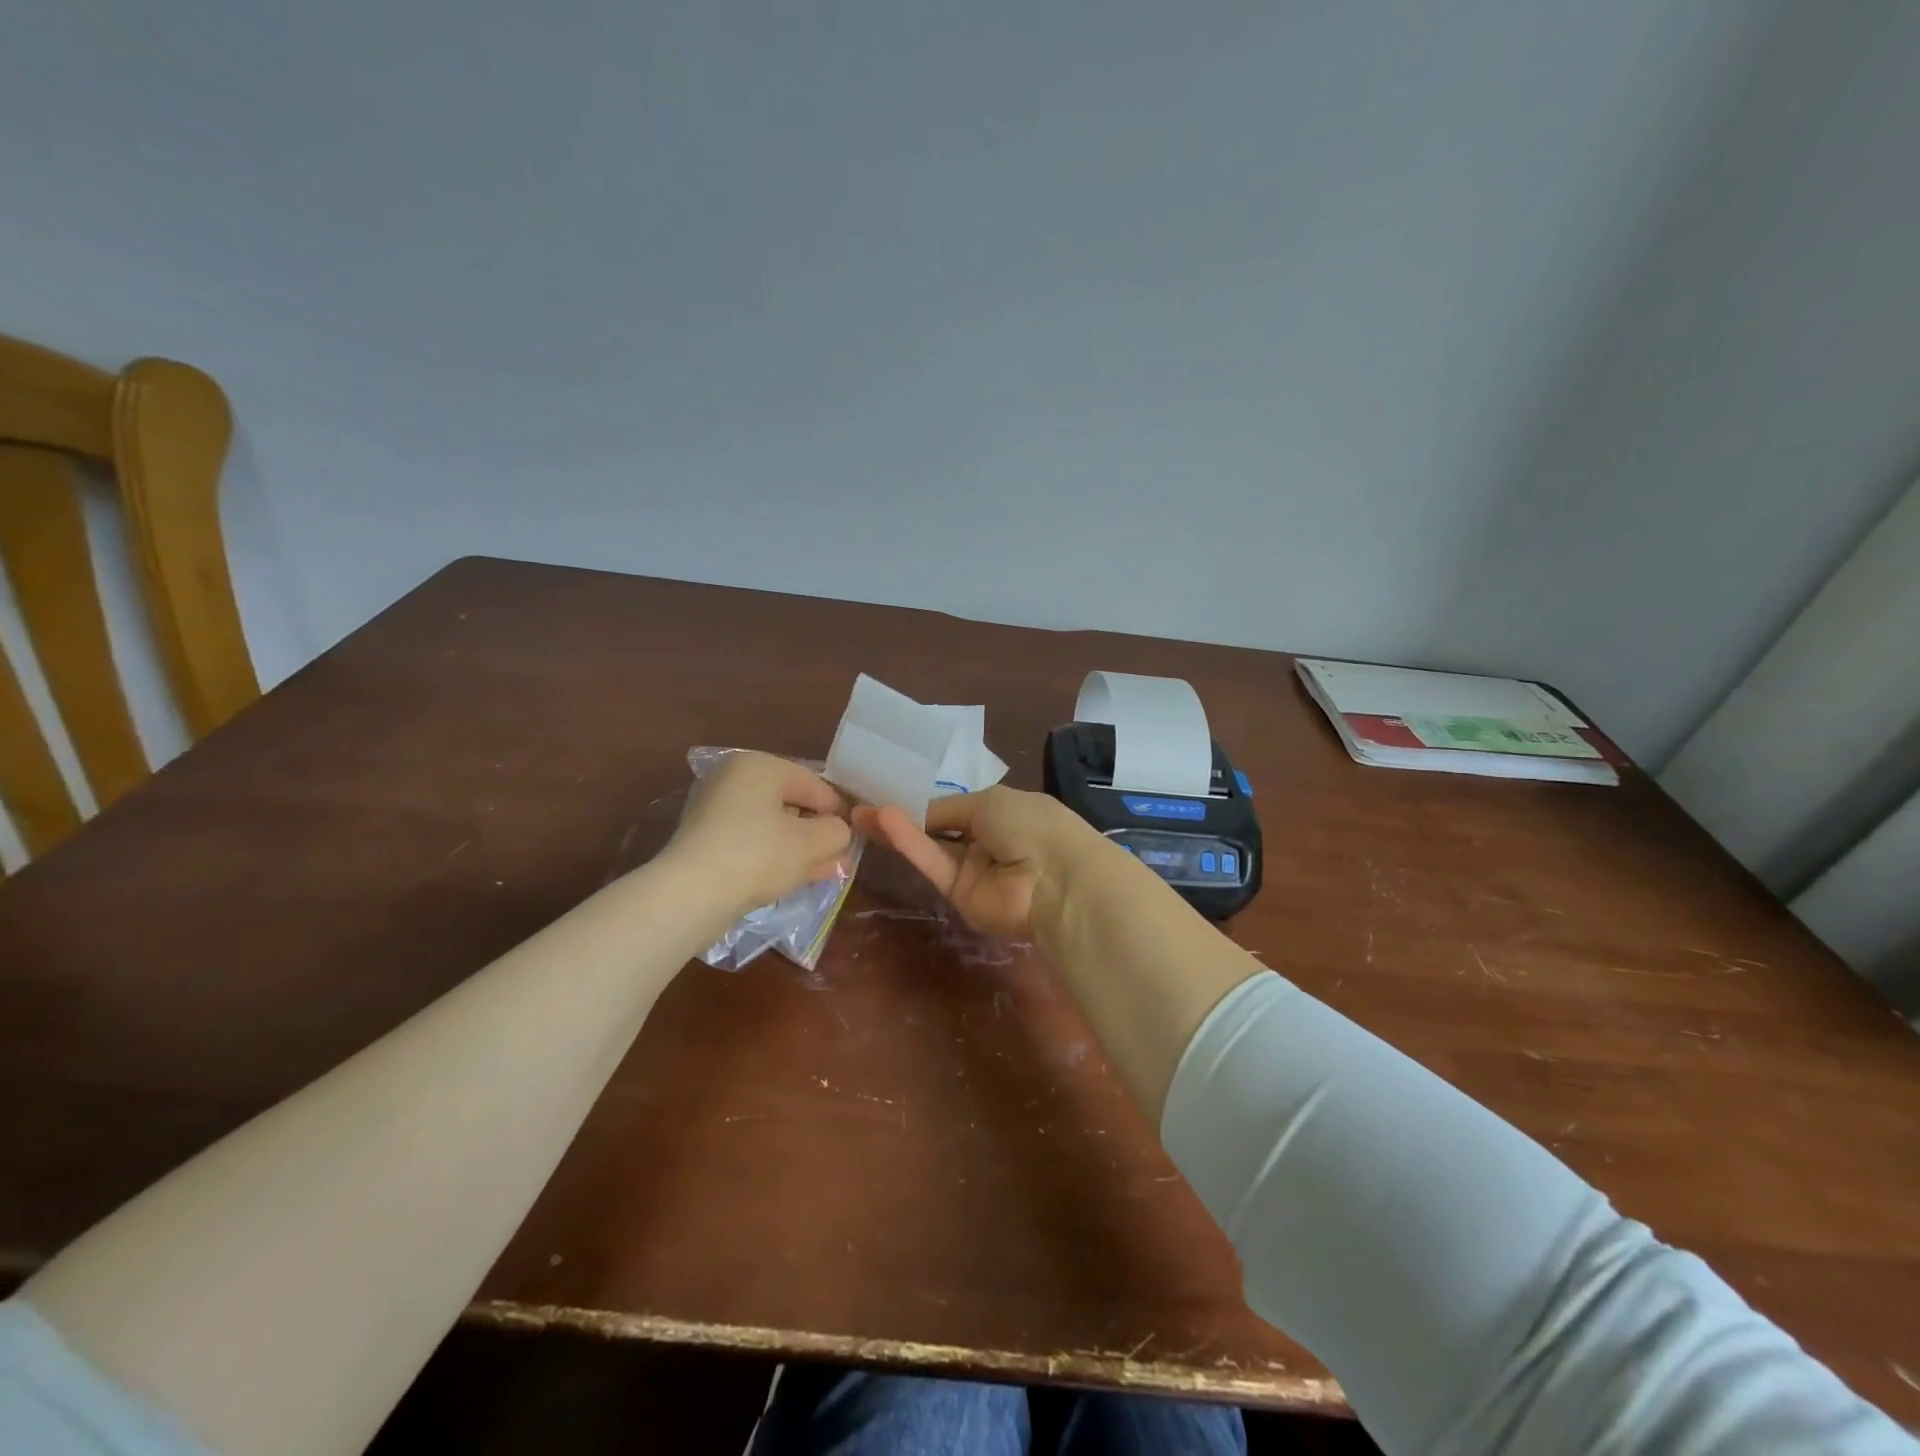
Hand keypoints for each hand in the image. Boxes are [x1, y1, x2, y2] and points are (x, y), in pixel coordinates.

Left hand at [665, 751, 852, 917]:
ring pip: (771, 825)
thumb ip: (837, 832)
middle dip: (817, 832)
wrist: (691, 894)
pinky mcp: (704, 840)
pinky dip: (773, 855)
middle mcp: (734, 778)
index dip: (839, 810)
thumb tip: (838, 832)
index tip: (853, 837)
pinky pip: (751, 841)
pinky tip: (794, 876)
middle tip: (840, 857)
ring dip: (799, 847)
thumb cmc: (759, 855)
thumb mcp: (812, 843)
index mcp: (760, 765)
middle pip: (791, 803)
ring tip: (824, 871)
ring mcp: (715, 809)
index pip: (814, 783)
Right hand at [852, 786, 1103, 940]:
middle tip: (859, 806)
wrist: (1056, 878)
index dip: (922, 800)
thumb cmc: (1031, 824)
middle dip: (901, 815)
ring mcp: (971, 869)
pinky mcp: (959, 895)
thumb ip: (946, 808)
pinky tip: (882, 823)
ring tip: (857, 814)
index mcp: (1000, 811)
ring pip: (929, 846)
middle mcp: (984, 840)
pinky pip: (932, 863)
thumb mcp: (987, 801)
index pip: (954, 806)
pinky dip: (909, 843)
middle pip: (935, 828)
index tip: (886, 792)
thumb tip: (917, 811)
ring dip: (896, 829)